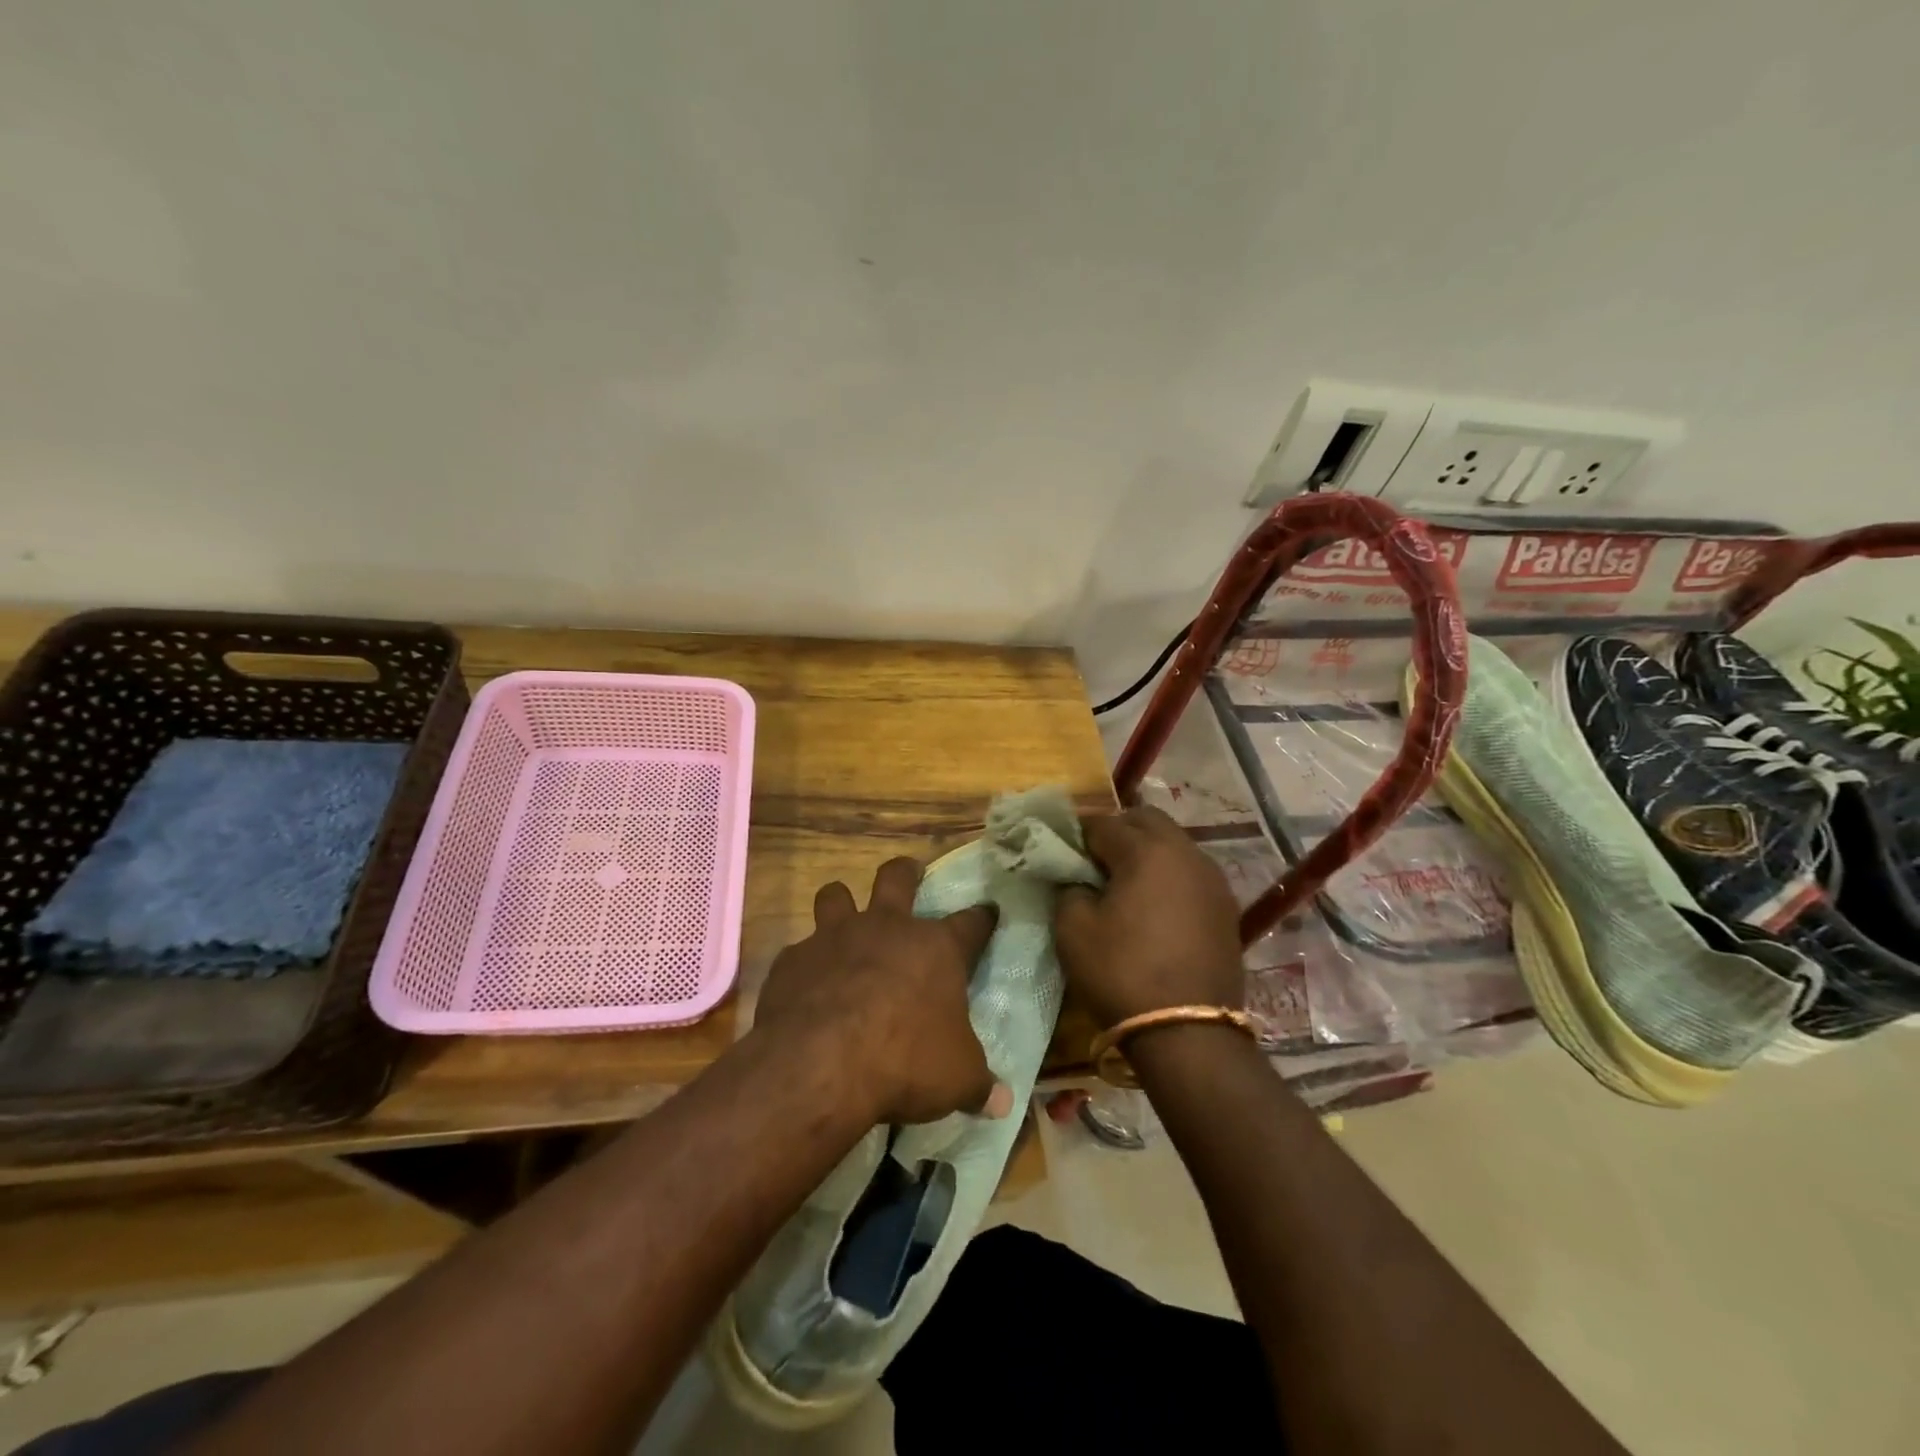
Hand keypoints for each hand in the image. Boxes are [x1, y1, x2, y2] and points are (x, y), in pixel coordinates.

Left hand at [755, 857, 1007, 1125]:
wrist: (822, 1064)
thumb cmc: (906, 1062)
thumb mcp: (957, 1079)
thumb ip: (978, 1084)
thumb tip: (1001, 1103)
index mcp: (935, 949)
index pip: (971, 923)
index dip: (982, 918)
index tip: (988, 912)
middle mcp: (887, 929)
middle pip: (896, 878)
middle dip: (905, 871)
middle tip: (910, 871)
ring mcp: (835, 938)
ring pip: (836, 895)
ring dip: (841, 902)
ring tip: (843, 912)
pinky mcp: (794, 959)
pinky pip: (799, 950)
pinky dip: (806, 963)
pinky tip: (806, 985)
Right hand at [1054, 807, 1243, 1025]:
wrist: (1188, 1033)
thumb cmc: (1122, 973)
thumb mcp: (1073, 930)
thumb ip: (1069, 889)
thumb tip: (1079, 879)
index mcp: (1146, 850)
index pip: (1103, 823)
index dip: (1078, 835)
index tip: (1063, 853)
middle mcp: (1185, 853)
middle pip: (1147, 820)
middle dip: (1118, 831)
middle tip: (1095, 861)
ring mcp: (1212, 879)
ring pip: (1174, 844)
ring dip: (1147, 851)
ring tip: (1125, 884)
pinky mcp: (1226, 907)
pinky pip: (1191, 873)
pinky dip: (1169, 876)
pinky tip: (1155, 905)